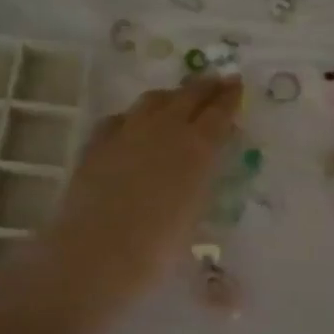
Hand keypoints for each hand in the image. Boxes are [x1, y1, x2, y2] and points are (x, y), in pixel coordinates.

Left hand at [26, 76, 242, 315]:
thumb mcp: (194, 219)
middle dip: (205, 86)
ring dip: (171, 96)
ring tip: (178, 98)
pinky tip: (132, 124)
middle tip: (216, 81)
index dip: (230, 97)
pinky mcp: (97, 142)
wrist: (96, 252)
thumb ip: (201, 187)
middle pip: (188, 95)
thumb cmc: (156, 249)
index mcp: (197, 147)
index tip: (237, 84)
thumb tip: (201, 174)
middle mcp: (165, 129)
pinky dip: (133, 116)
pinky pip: (120, 118)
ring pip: (153, 100)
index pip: (219, 112)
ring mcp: (127, 131)